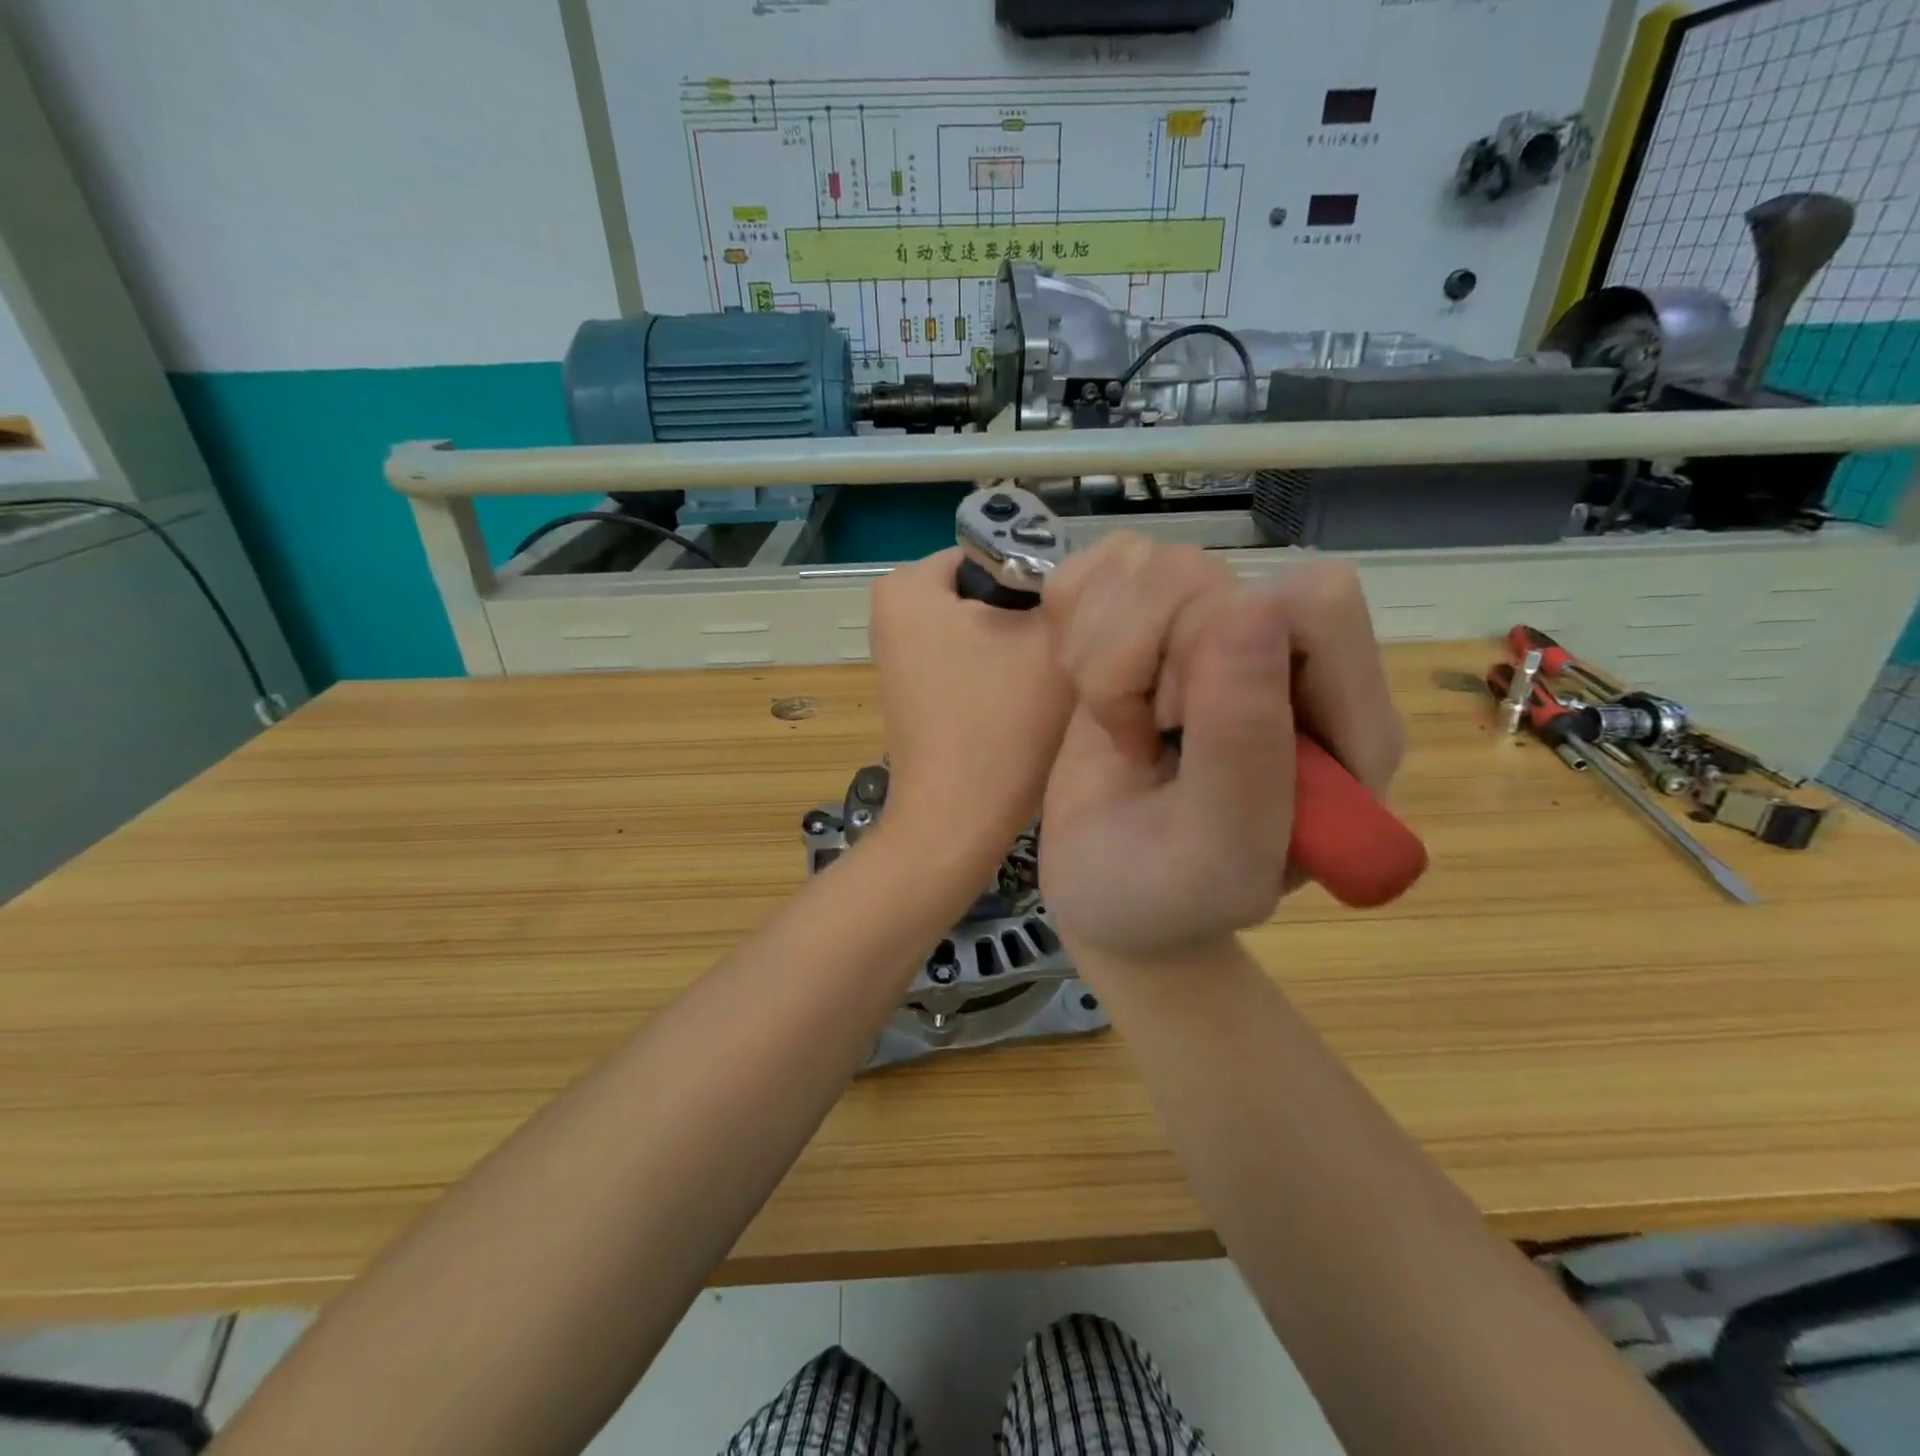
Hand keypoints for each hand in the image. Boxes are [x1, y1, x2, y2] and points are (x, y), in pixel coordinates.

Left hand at [868, 547, 1073, 869]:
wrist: (958, 821)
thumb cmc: (1001, 723)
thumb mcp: (1051, 638)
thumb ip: (1069, 589)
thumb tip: (1082, 574)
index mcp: (909, 584)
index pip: (998, 551)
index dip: (1045, 580)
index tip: (1076, 619)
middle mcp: (891, 612)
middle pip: (988, 590)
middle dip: (1030, 614)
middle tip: (1069, 650)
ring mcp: (898, 655)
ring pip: (983, 627)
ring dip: (1019, 646)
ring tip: (1048, 678)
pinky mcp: (913, 690)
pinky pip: (968, 660)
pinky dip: (997, 673)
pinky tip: (1022, 702)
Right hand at [1040, 538, 1403, 958]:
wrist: (1107, 895)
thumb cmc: (1162, 899)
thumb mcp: (1212, 856)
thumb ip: (1244, 752)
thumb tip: (1248, 609)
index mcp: (1344, 719)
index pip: (1312, 601)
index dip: (1224, 646)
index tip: (1174, 722)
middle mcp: (1285, 661)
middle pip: (1212, 574)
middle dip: (1142, 660)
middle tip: (1141, 740)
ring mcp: (1213, 635)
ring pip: (1153, 564)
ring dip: (1100, 650)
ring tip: (1116, 725)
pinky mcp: (1148, 626)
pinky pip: (1106, 566)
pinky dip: (1073, 621)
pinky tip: (1085, 686)